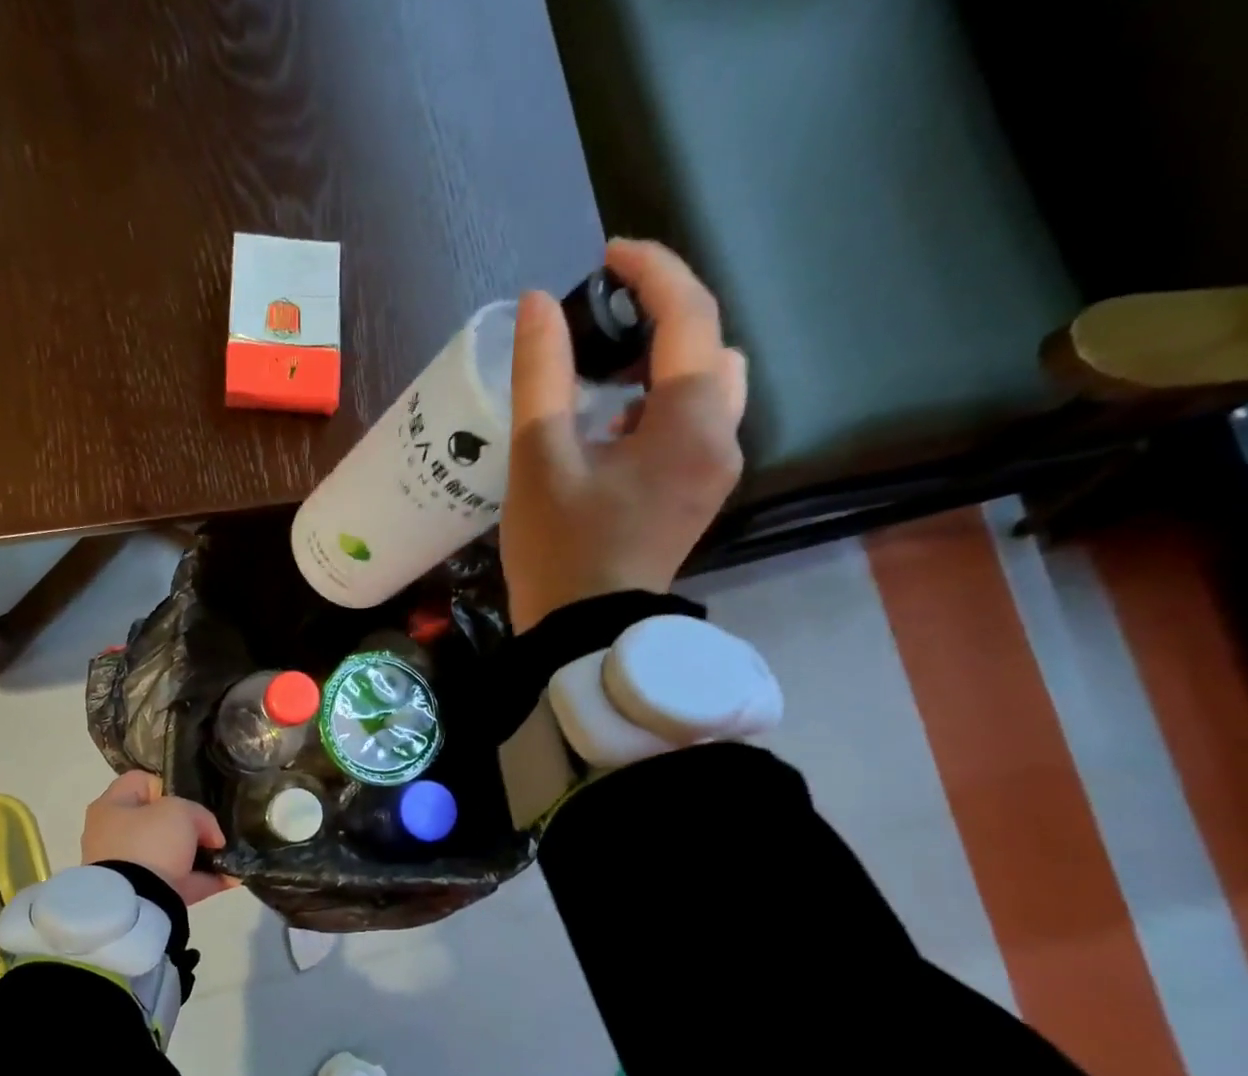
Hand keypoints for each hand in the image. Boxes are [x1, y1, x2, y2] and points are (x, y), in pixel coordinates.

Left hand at [81, 771, 238, 905]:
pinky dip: (203, 881)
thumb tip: (210, 836)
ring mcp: (126, 869)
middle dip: (188, 826)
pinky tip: (230, 879)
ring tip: (227, 856)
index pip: (140, 781)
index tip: (192, 801)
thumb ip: (199, 815)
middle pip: (157, 821)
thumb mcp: (180, 812)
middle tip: (211, 831)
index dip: (169, 785)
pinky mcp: (141, 896)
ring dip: (199, 856)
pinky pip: (177, 883)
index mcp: (111, 807)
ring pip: (169, 854)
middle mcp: (112, 836)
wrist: (135, 905)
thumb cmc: (150, 843)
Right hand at [502, 238, 747, 630]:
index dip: (651, 272)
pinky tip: (616, 428)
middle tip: (606, 323)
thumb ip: (541, 375)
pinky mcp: (697, 497)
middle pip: (712, 347)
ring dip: (666, 364)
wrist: (584, 635)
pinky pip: (695, 426)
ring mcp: (713, 473)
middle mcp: (720, 439)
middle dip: (666, 319)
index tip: (606, 257)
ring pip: (709, 388)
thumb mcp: (539, 459)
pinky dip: (663, 405)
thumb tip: (539, 304)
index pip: (689, 315)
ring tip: (606, 376)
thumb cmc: (560, 550)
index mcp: (688, 422)